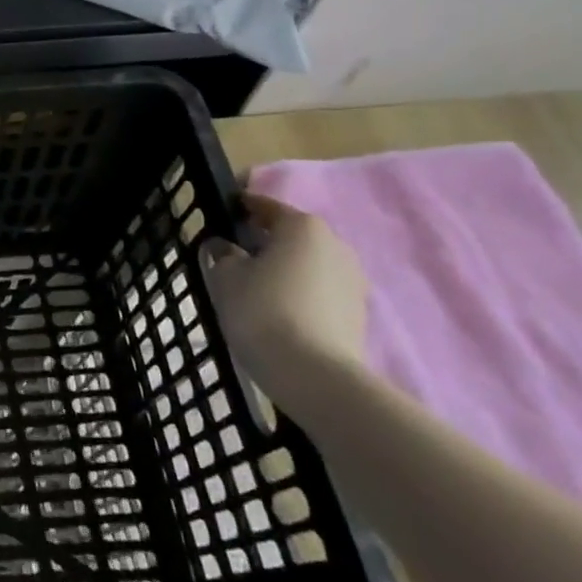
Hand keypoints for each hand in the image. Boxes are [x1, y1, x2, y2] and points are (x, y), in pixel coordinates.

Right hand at [198, 191, 369, 414]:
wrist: (314, 375)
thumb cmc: (262, 310)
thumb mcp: (225, 277)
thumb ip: (223, 254)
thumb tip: (225, 248)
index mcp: (302, 226)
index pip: (266, 207)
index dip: (242, 209)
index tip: (223, 215)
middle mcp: (335, 245)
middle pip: (292, 236)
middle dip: (266, 243)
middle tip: (236, 257)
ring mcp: (353, 281)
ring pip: (308, 265)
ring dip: (285, 271)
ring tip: (256, 290)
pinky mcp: (358, 314)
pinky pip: (320, 292)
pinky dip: (300, 295)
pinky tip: (278, 313)